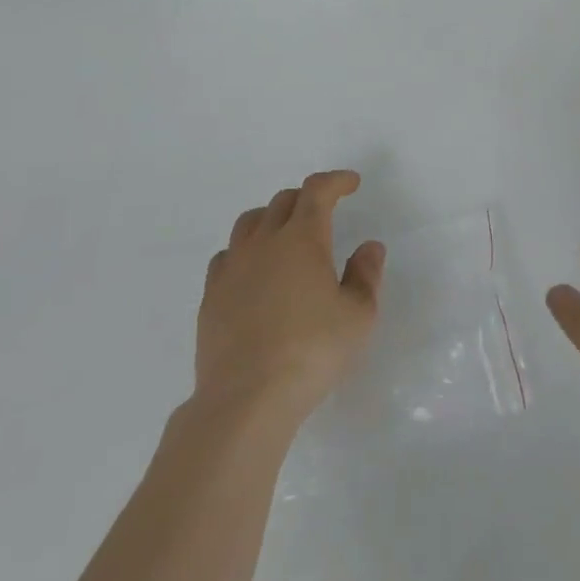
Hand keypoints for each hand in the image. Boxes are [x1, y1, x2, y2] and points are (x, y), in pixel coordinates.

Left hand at [195, 170, 385, 428]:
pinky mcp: (211, 296)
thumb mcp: (358, 316)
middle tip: (324, 212)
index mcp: (303, 238)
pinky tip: (254, 271)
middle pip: (283, 201)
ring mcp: (232, 268)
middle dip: (307, 198)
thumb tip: (368, 246)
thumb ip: (366, 275)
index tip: (351, 183)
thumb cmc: (312, 352)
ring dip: (272, 218)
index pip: (317, 191)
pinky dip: (245, 250)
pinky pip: (227, 255)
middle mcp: (264, 242)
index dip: (335, 181)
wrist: (247, 399)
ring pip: (250, 222)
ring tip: (285, 234)